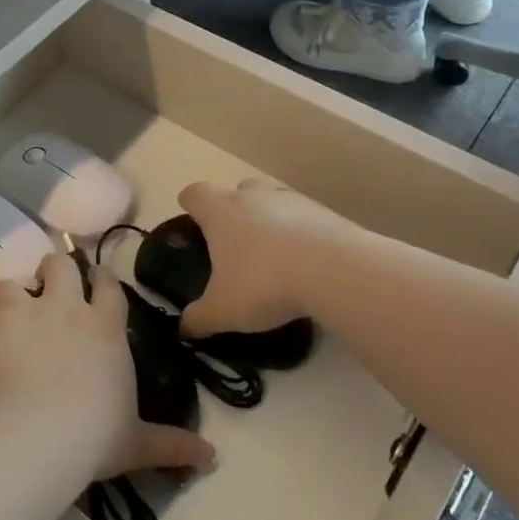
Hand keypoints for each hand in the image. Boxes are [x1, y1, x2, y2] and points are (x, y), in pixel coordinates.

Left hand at [0, 253, 214, 481]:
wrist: (32, 439)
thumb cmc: (92, 437)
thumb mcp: (136, 443)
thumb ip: (171, 444)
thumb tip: (212, 457)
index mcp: (104, 326)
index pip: (107, 283)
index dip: (100, 279)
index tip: (95, 282)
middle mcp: (64, 307)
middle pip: (59, 264)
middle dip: (53, 272)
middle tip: (47, 292)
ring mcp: (22, 312)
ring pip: (12, 282)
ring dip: (11, 296)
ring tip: (9, 317)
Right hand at [176, 178, 357, 337]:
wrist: (334, 271)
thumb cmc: (263, 282)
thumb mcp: (223, 310)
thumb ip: (199, 318)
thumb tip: (184, 328)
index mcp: (220, 211)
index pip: (195, 194)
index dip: (190, 205)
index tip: (191, 220)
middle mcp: (253, 196)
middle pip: (236, 191)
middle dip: (233, 211)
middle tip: (234, 245)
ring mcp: (291, 200)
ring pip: (272, 202)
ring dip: (269, 221)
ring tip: (272, 256)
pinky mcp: (324, 213)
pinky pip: (303, 218)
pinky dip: (299, 234)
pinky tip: (304, 263)